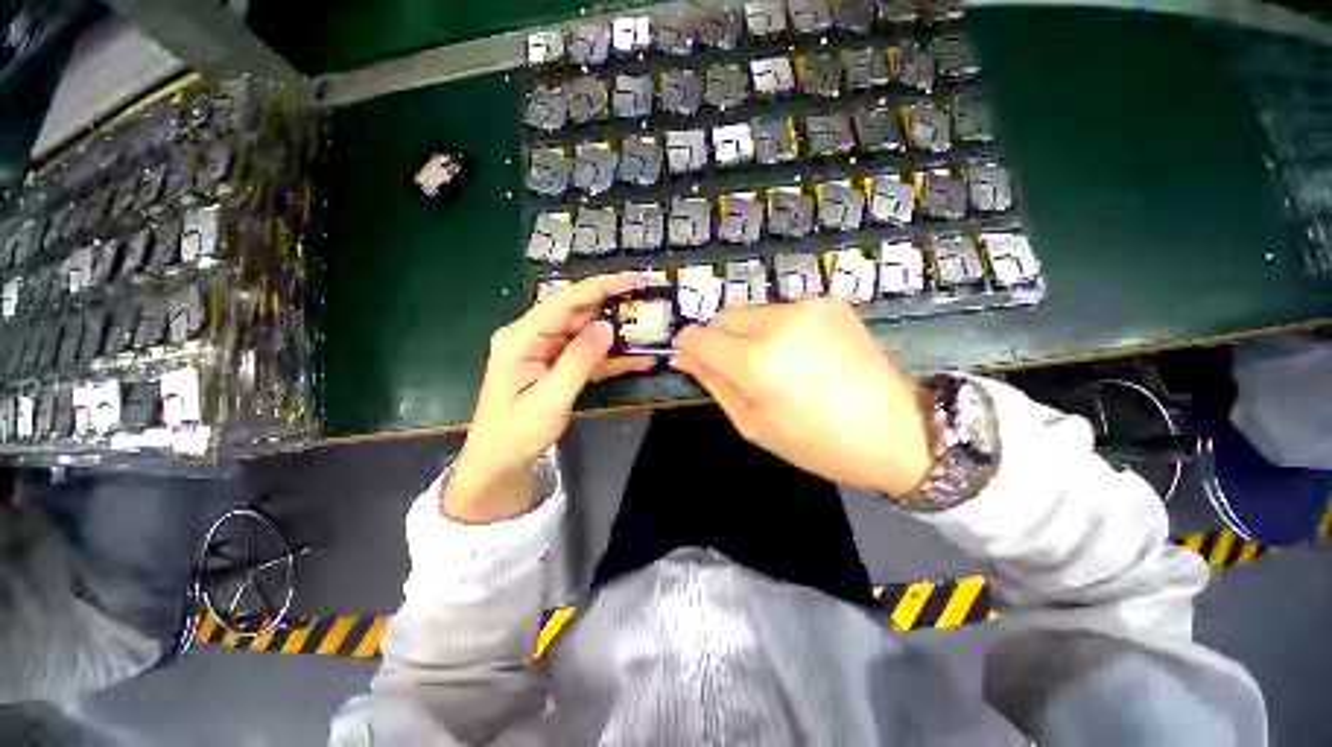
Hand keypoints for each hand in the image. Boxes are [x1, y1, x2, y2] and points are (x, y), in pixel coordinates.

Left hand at [444, 273, 653, 522]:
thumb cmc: (517, 431)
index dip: (601, 287)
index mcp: (522, 337)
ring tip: (650, 331)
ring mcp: (546, 350)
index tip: (634, 279)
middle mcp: (534, 336)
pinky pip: (587, 355)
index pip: (565, 301)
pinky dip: (611, 358)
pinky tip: (638, 360)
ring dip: (617, 335)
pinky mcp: (557, 365)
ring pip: (587, 333)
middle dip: (614, 307)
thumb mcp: (550, 397)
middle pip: (578, 313)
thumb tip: (607, 327)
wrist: (500, 460)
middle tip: (649, 303)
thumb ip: (579, 360)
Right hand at [671, 300, 931, 496]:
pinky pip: (785, 309)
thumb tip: (683, 357)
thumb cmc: (816, 442)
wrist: (896, 430)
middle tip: (739, 369)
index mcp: (755, 362)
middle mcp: (777, 323)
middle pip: (726, 316)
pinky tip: (802, 353)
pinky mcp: (830, 302)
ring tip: (776, 363)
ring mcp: (807, 307)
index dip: (689, 345)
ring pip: (754, 311)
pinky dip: (780, 328)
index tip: (688, 356)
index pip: (701, 337)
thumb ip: (715, 384)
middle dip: (720, 338)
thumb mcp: (753, 424)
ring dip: (750, 333)